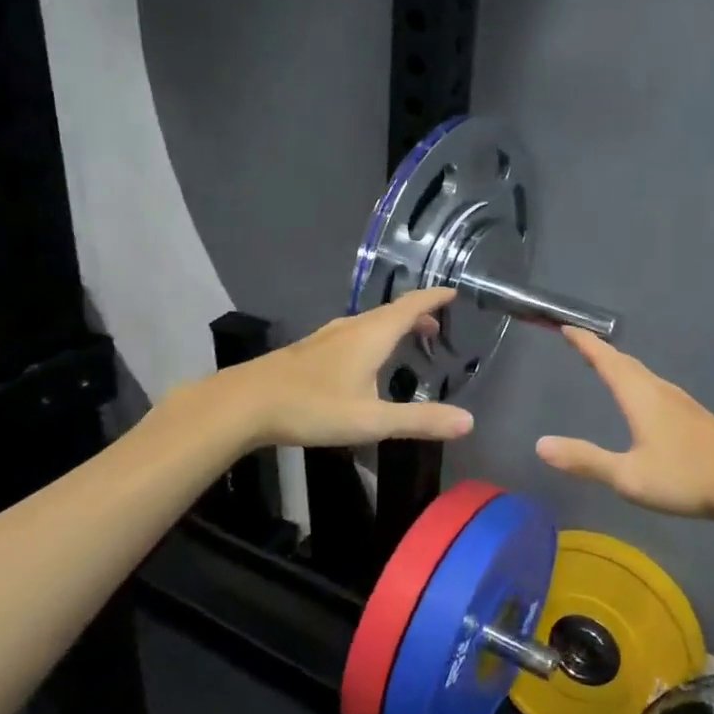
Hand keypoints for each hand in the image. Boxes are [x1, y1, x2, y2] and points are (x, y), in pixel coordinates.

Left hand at [213, 289, 474, 449]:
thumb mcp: (372, 420)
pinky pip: (354, 333)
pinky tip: (365, 359)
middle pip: (391, 312)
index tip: (453, 292)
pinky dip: (373, 337)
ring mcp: (327, 337)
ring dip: (394, 326)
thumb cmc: (312, 407)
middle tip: (438, 327)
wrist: (245, 404)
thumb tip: (469, 421)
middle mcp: (352, 328)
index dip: (434, 298)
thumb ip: (420, 421)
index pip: (411, 305)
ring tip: (408, 340)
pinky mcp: (311, 351)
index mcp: (372, 335)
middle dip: (418, 315)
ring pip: (370, 323)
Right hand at [535, 328, 713, 521]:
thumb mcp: (628, 476)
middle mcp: (661, 391)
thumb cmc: (686, 478)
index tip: (566, 327)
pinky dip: (638, 381)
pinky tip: (644, 399)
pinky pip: (657, 387)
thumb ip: (585, 460)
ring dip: (621, 366)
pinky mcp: (696, 417)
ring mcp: (682, 402)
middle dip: (600, 352)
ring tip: (606, 366)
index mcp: (641, 397)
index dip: (585, 344)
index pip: (606, 361)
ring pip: (644, 375)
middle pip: (626, 363)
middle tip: (580, 344)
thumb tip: (540, 444)